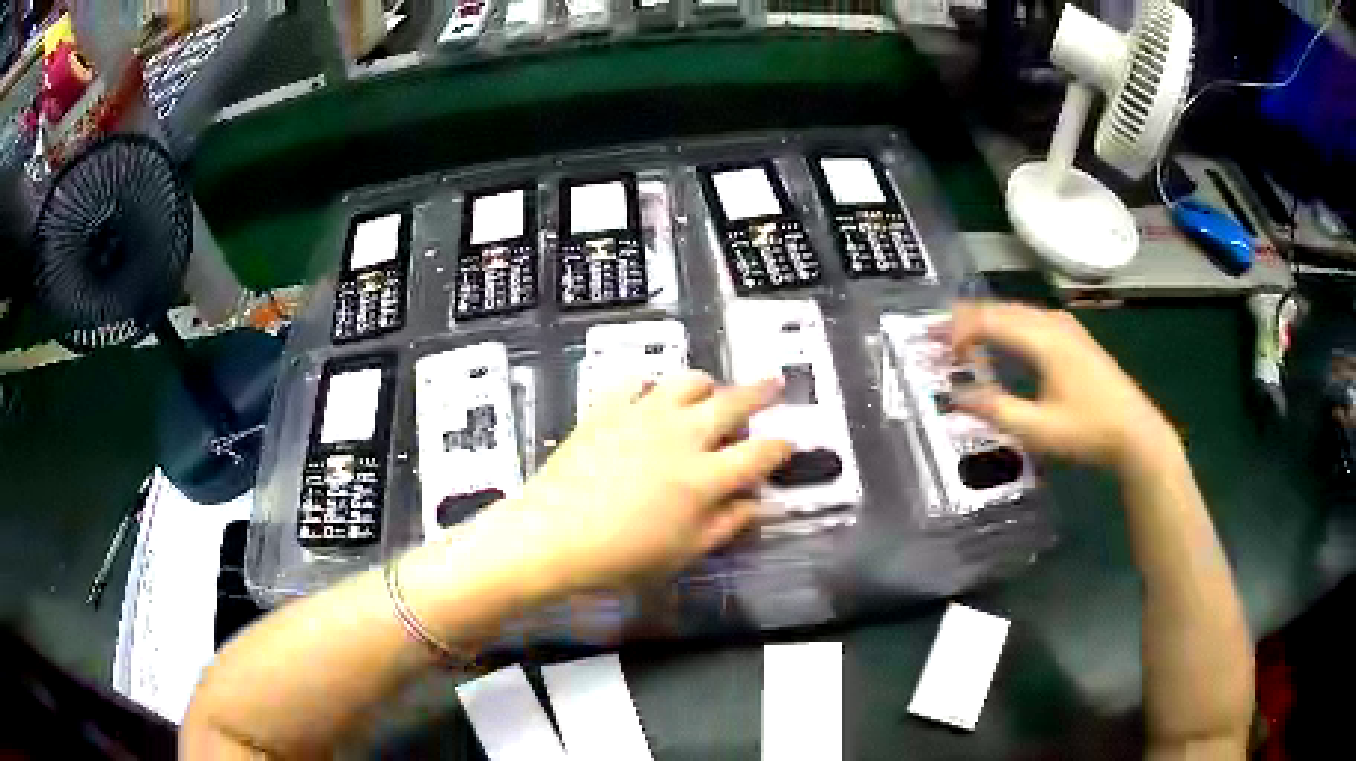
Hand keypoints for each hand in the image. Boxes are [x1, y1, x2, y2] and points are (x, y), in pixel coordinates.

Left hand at [511, 371, 792, 592]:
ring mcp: (643, 416)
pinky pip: (636, 381)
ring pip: (688, 381)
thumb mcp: (683, 552)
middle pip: (734, 403)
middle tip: (775, 384)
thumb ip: (726, 525)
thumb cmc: (621, 556)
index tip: (787, 444)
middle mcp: (682, 436)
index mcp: (706, 477)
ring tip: (708, 393)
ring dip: (707, 385)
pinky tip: (649, 397)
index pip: (759, 454)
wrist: (551, 535)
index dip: (780, 447)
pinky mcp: (608, 408)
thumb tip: (757, 505)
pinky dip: (649, 385)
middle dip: (761, 393)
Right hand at [949, 301, 1176, 471]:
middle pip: (1000, 309)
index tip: (936, 352)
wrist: (1135, 432)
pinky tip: (999, 341)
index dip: (958, 331)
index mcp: (1044, 339)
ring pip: (1015, 312)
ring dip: (985, 322)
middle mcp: (1053, 322)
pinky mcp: (1073, 336)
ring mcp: (1065, 326)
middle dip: (965, 321)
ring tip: (959, 338)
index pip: (990, 321)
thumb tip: (955, 398)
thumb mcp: (1038, 430)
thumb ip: (995, 411)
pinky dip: (1005, 326)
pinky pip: (1029, 319)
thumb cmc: (1088, 431)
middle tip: (935, 338)